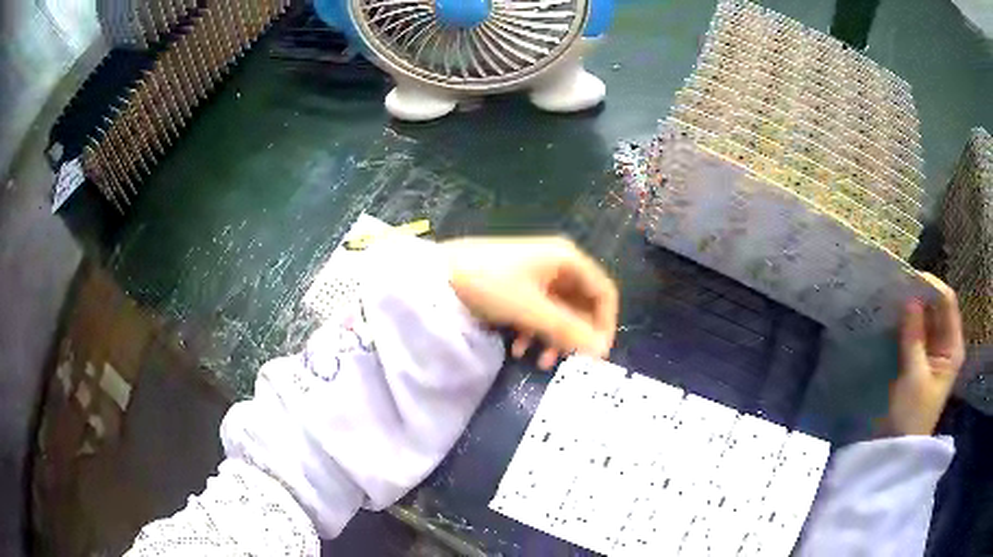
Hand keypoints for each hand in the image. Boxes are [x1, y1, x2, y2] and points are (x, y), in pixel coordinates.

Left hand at [444, 236, 618, 369]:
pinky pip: (538, 313)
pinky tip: (517, 349)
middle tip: (568, 364)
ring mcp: (537, 275)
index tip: (598, 355)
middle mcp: (558, 265)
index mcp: (568, 261)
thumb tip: (601, 352)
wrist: (439, 273)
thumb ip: (568, 331)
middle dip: (575, 337)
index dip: (605, 325)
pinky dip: (533, 332)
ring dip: (553, 339)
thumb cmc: (490, 284)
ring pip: (559, 313)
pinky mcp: (519, 287)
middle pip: (581, 306)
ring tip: (539, 363)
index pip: (603, 293)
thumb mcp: (531, 310)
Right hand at [884, 273, 964, 436]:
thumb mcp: (914, 376)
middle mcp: (946, 343)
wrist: (898, 450)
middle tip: (896, 288)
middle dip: (919, 296)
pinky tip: (892, 320)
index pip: (947, 302)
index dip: (931, 287)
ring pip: (925, 319)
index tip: (908, 280)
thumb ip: (914, 337)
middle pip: (936, 308)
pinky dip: (906, 325)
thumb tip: (909, 298)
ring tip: (892, 300)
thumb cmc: (911, 416)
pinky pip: (915, 333)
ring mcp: (932, 352)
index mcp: (953, 346)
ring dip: (911, 310)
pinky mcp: (919, 360)